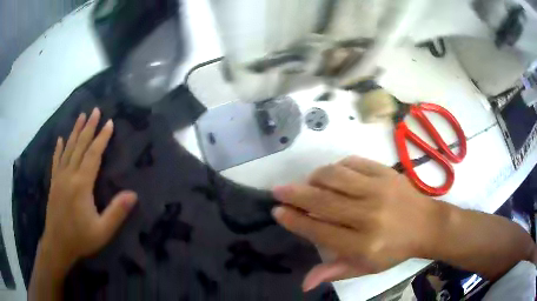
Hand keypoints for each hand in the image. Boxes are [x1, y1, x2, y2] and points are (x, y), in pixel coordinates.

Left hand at [41, 108, 137, 273]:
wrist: (57, 245)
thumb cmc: (80, 239)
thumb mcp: (103, 231)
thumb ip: (117, 212)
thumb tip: (133, 194)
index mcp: (81, 184)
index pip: (93, 155)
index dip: (102, 138)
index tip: (109, 123)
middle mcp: (69, 175)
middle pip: (80, 146)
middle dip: (89, 127)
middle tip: (95, 110)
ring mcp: (59, 177)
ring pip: (68, 149)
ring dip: (75, 131)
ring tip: (81, 116)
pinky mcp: (53, 182)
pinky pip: (56, 160)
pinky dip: (58, 148)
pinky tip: (60, 139)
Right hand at [271, 156, 441, 290]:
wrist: (427, 224)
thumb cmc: (395, 250)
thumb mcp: (366, 268)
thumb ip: (334, 272)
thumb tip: (304, 282)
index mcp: (363, 244)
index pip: (320, 231)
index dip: (295, 221)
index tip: (278, 212)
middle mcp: (369, 215)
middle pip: (323, 201)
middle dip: (295, 195)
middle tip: (278, 190)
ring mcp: (379, 189)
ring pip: (336, 176)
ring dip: (315, 178)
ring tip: (306, 183)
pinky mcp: (386, 172)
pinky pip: (354, 163)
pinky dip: (337, 167)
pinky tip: (333, 174)